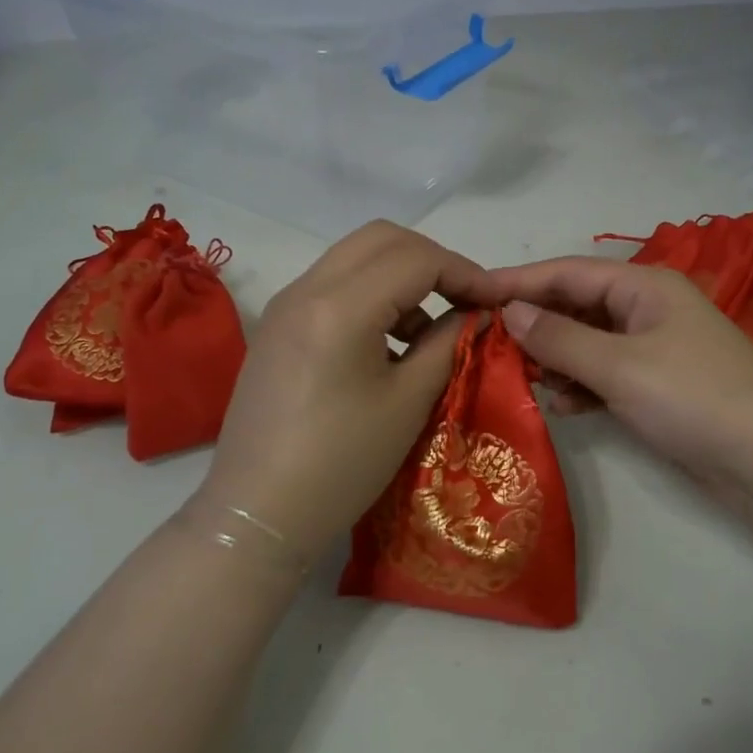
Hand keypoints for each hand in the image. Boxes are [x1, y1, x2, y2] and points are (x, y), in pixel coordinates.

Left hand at [197, 222, 503, 560]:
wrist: (258, 513)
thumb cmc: (341, 463)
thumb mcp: (408, 402)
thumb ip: (447, 344)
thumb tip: (474, 315)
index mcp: (340, 306)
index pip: (415, 258)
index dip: (464, 272)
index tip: (495, 302)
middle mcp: (306, 289)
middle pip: (381, 239)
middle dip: (432, 260)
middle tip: (464, 300)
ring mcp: (285, 306)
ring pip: (354, 257)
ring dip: (400, 276)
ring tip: (428, 331)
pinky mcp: (277, 327)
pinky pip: (332, 285)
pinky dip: (370, 295)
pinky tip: (388, 344)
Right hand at [488, 257, 752, 511]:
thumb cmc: (695, 398)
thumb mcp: (621, 365)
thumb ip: (560, 338)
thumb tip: (510, 311)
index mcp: (644, 286)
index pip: (567, 273)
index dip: (518, 282)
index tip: (471, 295)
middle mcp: (647, 309)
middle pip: (576, 306)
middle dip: (534, 324)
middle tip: (485, 344)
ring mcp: (654, 349)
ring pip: (587, 343)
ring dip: (554, 359)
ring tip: (517, 378)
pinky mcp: (658, 386)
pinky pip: (604, 375)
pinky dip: (580, 386)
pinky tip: (559, 405)